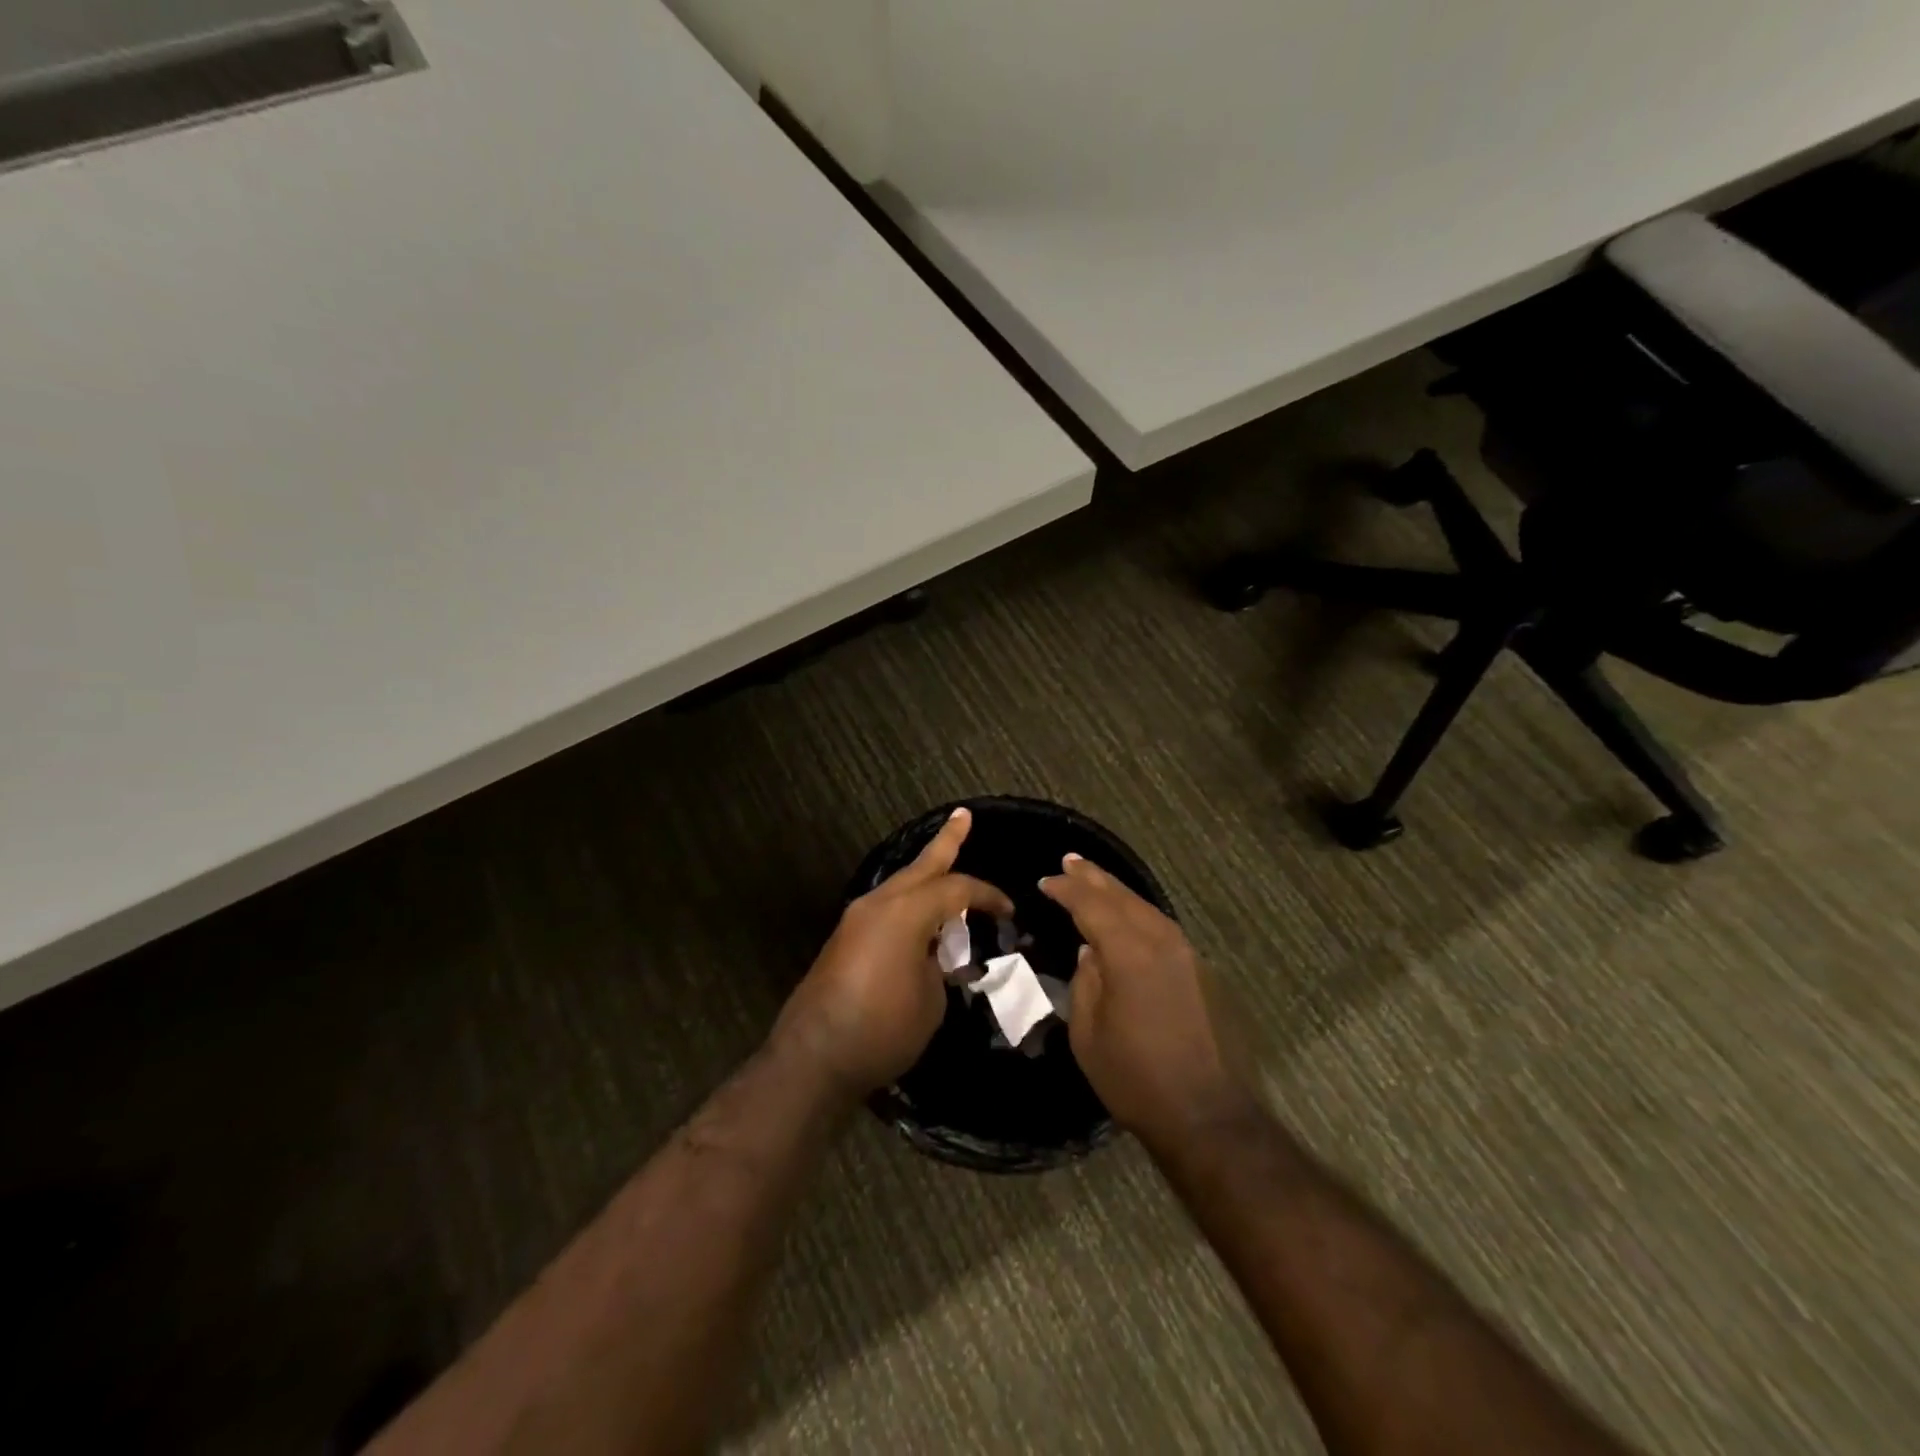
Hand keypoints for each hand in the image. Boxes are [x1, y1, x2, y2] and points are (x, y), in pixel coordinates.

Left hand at [773, 808, 1013, 1098]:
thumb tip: (935, 955)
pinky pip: (886, 906)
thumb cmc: (882, 1029)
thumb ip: (940, 966)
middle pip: (921, 865)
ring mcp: (857, 918)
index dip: (987, 896)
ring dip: (925, 872)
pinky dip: (909, 901)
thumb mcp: (931, 1000)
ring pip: (900, 884)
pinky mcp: (845, 938)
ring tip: (945, 860)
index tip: (1009, 911)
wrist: (814, 1057)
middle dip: (946, 841)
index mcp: (906, 912)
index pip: (956, 889)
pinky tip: (921, 913)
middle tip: (963, 816)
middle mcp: (879, 904)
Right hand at [1040, 855, 1254, 1143]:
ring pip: (1146, 908)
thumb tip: (1091, 952)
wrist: (1207, 1115)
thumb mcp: (1088, 1033)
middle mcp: (1161, 942)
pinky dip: (1138, 913)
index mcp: (1129, 953)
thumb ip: (1085, 982)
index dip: (1067, 890)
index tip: (1046, 881)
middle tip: (1070, 861)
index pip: (1092, 906)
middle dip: (1093, 877)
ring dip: (1117, 892)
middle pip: (1122, 897)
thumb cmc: (1135, 1078)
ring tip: (1095, 880)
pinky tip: (1128, 917)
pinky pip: (1162, 927)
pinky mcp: (1200, 971)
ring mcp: (1187, 954)